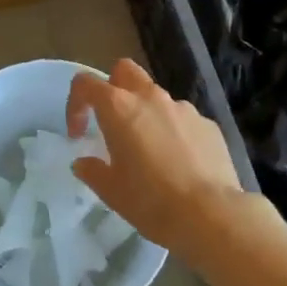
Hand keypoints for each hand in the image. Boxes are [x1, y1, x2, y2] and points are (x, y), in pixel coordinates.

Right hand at [67, 59, 246, 255]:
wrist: (211, 214)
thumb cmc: (151, 201)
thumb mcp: (111, 192)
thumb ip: (93, 171)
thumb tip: (84, 162)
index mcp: (119, 108)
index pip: (86, 83)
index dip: (76, 103)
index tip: (79, 132)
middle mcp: (150, 98)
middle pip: (125, 71)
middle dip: (113, 87)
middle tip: (112, 122)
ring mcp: (182, 107)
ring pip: (156, 96)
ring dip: (146, 113)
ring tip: (150, 152)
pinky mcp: (207, 123)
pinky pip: (182, 119)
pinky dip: (174, 132)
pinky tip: (179, 164)